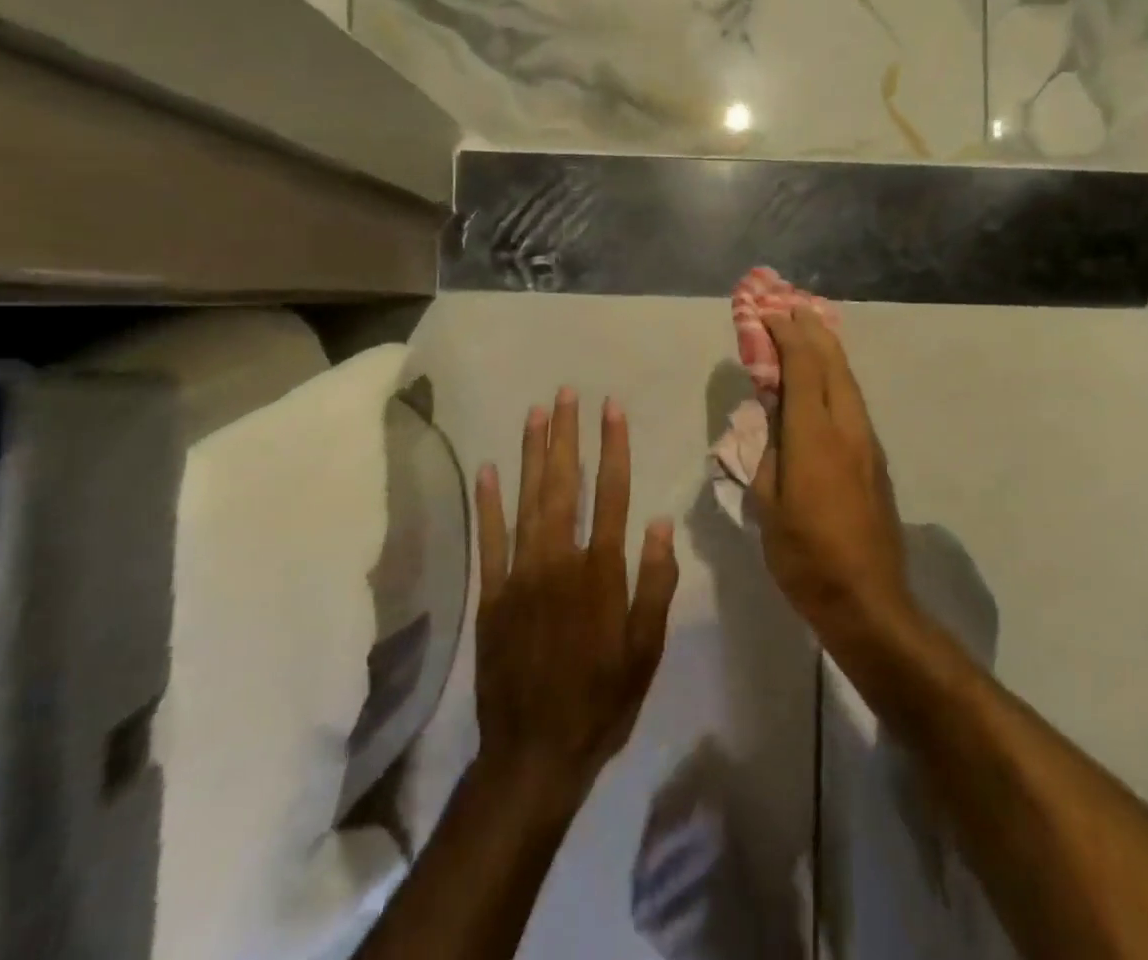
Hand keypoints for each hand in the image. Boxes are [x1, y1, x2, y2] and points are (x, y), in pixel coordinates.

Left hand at [473, 389, 678, 811]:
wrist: (535, 754)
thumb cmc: (602, 700)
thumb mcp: (646, 650)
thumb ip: (654, 583)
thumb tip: (659, 523)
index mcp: (601, 572)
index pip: (612, 493)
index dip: (613, 447)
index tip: (611, 408)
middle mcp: (559, 561)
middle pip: (566, 485)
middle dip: (567, 435)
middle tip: (567, 393)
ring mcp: (520, 575)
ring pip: (528, 501)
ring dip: (532, 454)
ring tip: (536, 413)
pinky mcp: (491, 595)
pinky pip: (489, 540)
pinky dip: (488, 503)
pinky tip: (488, 469)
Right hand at [750, 309, 912, 652]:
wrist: (869, 599)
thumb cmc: (806, 556)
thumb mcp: (768, 505)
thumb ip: (767, 453)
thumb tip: (769, 419)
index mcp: (814, 435)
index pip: (802, 366)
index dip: (785, 334)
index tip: (767, 314)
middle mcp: (847, 426)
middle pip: (832, 362)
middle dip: (811, 329)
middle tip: (790, 306)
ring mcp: (867, 440)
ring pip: (848, 379)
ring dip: (827, 349)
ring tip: (809, 329)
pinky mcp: (875, 457)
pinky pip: (853, 399)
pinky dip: (836, 375)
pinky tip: (825, 376)